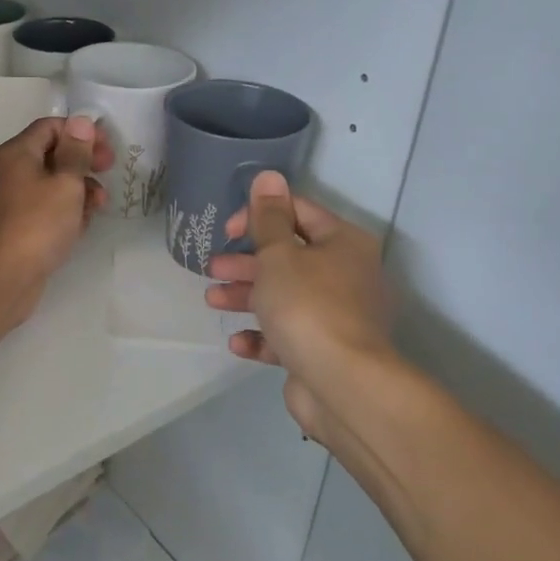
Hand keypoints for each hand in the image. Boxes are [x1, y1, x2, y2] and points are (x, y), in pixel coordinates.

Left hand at [0, 115, 111, 333]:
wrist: (0, 278)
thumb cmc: (37, 224)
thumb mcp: (66, 184)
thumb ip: (76, 152)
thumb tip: (80, 121)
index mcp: (15, 153)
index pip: (50, 127)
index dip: (82, 133)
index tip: (107, 151)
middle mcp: (6, 172)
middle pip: (50, 155)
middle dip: (82, 163)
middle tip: (108, 174)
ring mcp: (7, 202)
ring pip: (48, 185)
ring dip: (76, 190)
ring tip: (98, 207)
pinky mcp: (12, 228)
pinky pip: (42, 210)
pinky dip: (62, 212)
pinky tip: (79, 227)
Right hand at [202, 171, 394, 434]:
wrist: (342, 384)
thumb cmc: (307, 305)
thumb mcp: (278, 254)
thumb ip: (268, 217)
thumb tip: (268, 176)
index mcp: (343, 244)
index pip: (299, 213)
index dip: (260, 214)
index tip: (228, 231)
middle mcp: (347, 275)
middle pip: (289, 258)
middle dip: (247, 261)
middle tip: (213, 268)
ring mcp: (339, 317)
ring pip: (285, 297)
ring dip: (247, 296)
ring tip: (212, 300)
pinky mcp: (325, 351)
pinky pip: (289, 336)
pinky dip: (263, 335)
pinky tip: (238, 342)